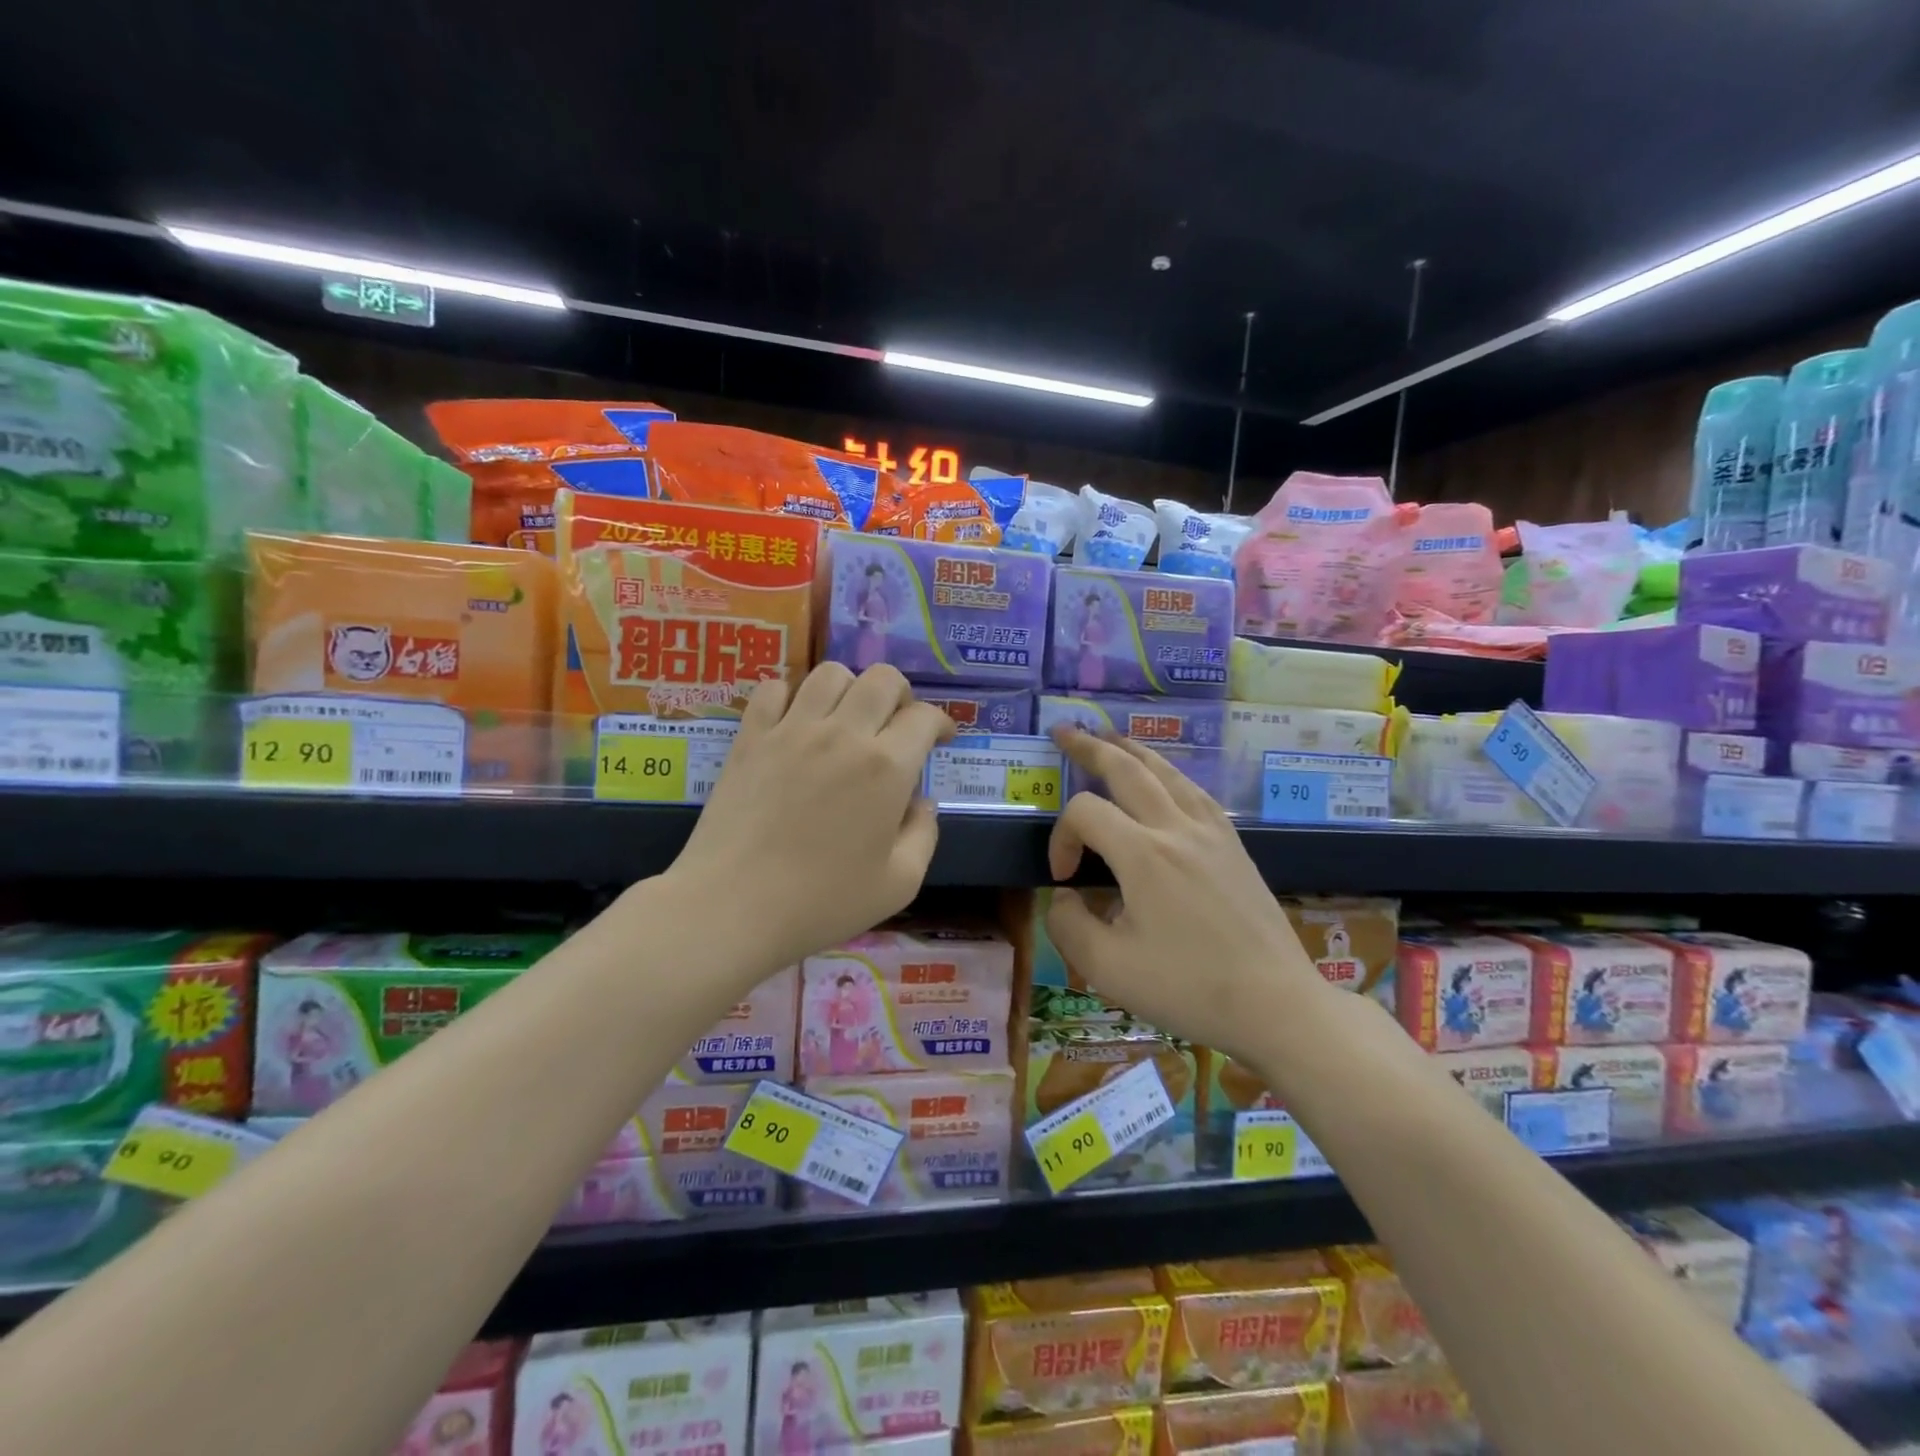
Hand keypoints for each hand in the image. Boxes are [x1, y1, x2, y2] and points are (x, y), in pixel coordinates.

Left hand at [663, 662, 954, 976]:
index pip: (924, 717)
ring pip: (830, 674)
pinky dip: (790, 695)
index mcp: (887, 767)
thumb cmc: (822, 903)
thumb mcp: (899, 884)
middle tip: (897, 724)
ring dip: (850, 688)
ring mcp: (792, 730)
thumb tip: (922, 801)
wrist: (732, 908)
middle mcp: (843, 734)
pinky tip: (794, 721)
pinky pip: (773, 688)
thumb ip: (924, 834)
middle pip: (883, 679)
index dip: (940, 723)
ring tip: (847, 717)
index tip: (940, 739)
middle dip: (901, 694)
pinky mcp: (750, 737)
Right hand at [1044, 728, 1334, 1064]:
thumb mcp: (1107, 968)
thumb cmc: (1188, 988)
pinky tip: (1165, 779)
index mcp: (1143, 854)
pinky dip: (1169, 773)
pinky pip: (1196, 791)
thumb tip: (1065, 896)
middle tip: (1064, 731)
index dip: (1061, 837)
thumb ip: (1068, 925)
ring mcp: (1212, 833)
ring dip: (1132, 750)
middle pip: (1128, 769)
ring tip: (1109, 737)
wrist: (1275, 1003)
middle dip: (1090, 747)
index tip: (1064, 879)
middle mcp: (1177, 828)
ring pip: (1167, 772)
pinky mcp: (1234, 845)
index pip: (1085, 813)